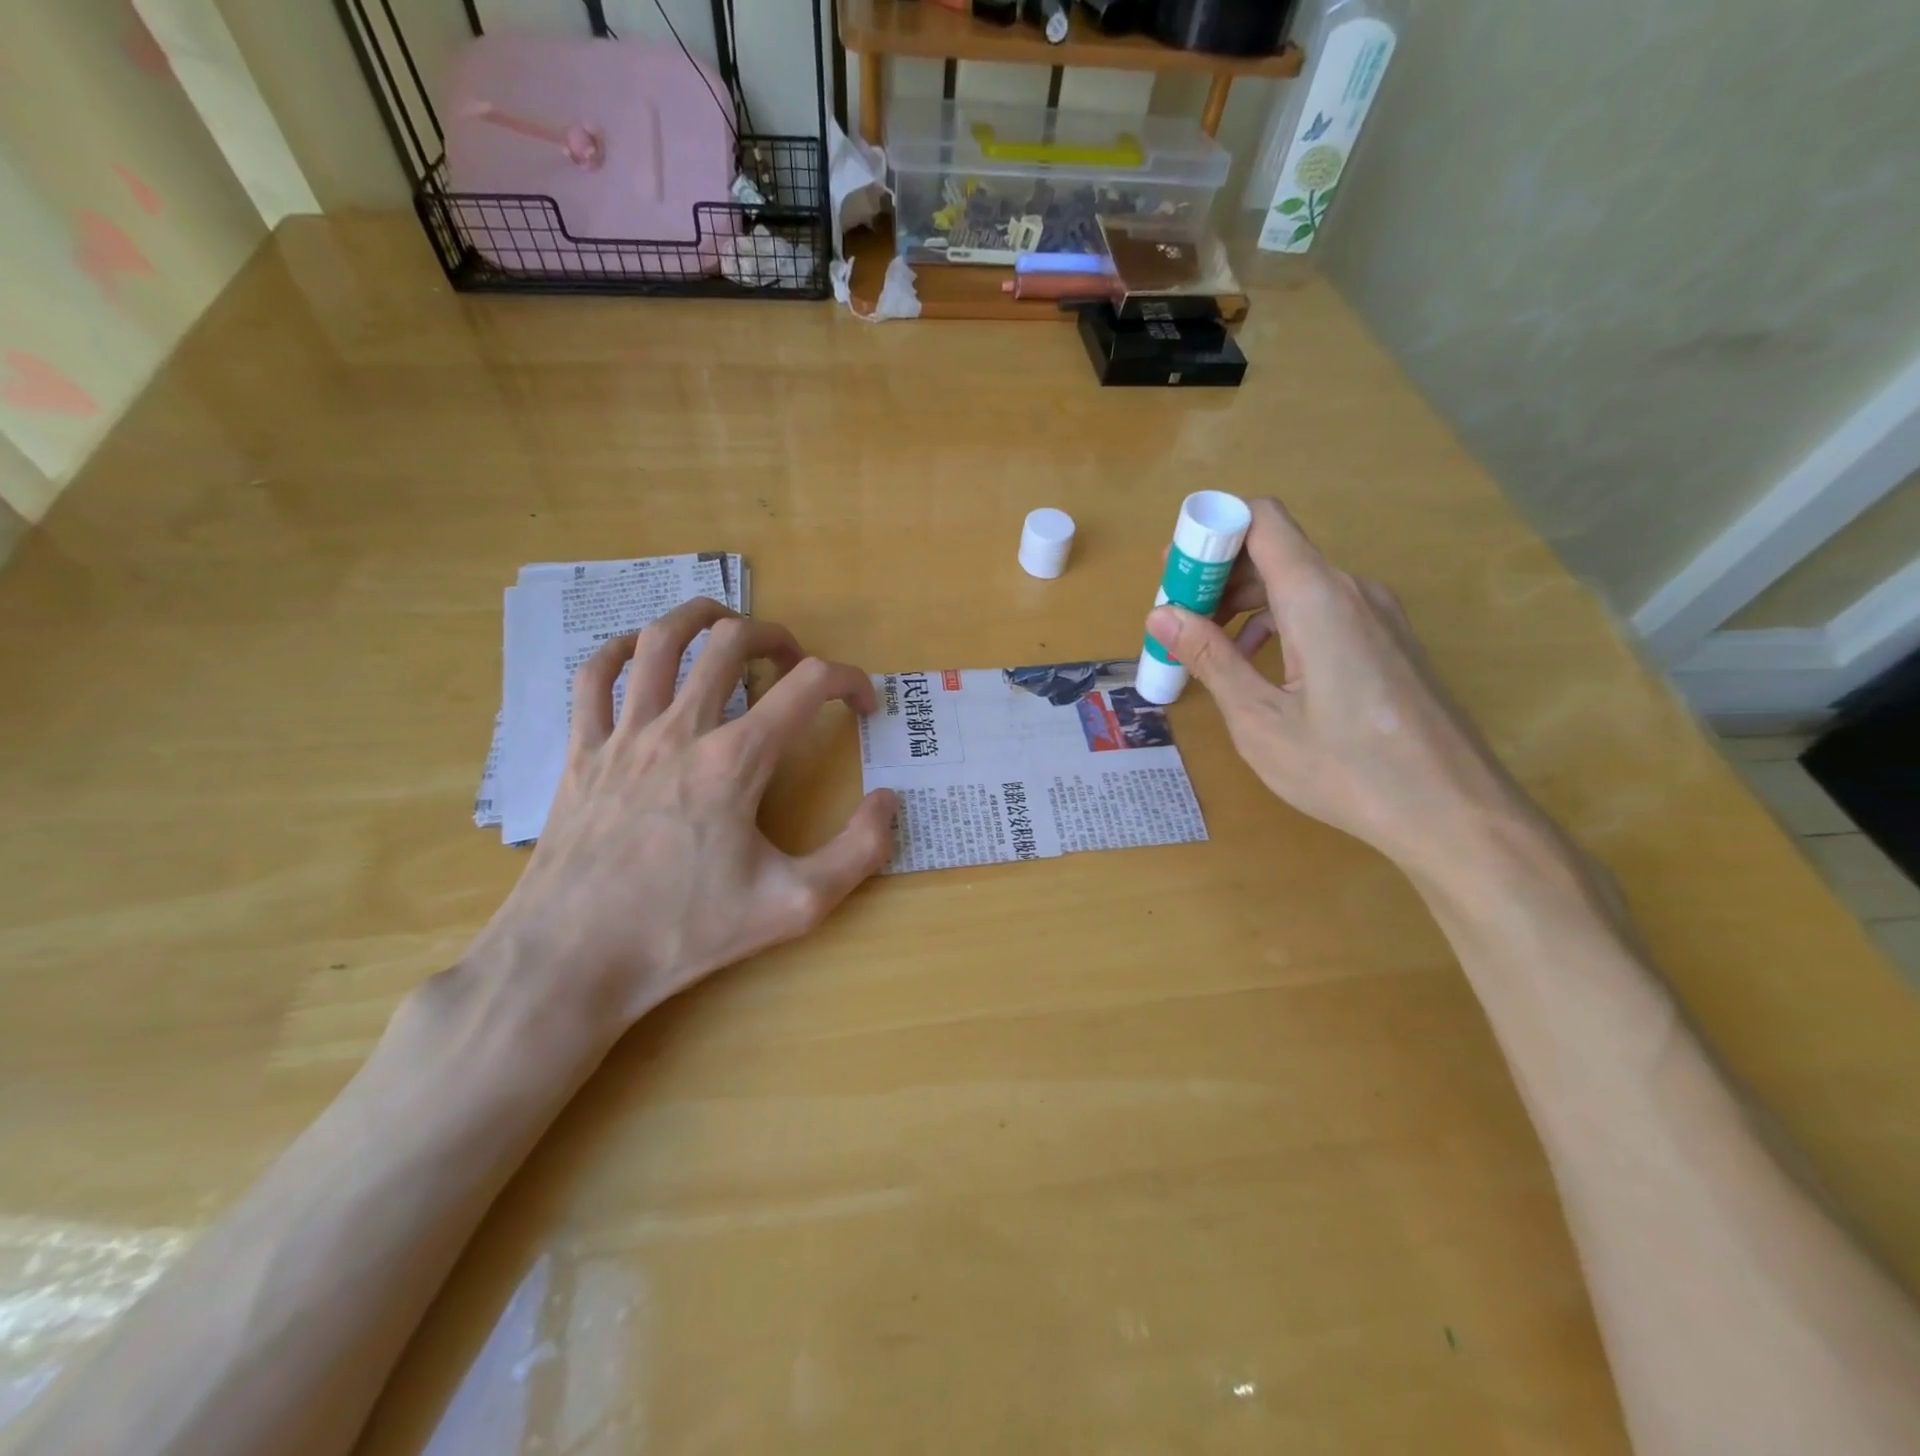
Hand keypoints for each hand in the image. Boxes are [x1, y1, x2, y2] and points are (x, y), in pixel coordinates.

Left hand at [470, 599, 897, 1024]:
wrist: (572, 961)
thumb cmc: (684, 933)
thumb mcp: (793, 906)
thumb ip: (857, 853)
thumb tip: (888, 802)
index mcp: (736, 760)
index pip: (808, 686)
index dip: (850, 682)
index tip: (864, 704)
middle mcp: (681, 730)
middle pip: (732, 643)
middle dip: (776, 638)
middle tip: (794, 662)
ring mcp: (624, 735)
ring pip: (661, 641)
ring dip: (701, 618)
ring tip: (727, 624)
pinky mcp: (581, 752)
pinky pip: (594, 677)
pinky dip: (622, 651)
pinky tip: (640, 655)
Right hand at [1145, 497, 1538, 875]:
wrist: (1453, 813)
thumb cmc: (1347, 769)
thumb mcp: (1260, 719)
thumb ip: (1211, 658)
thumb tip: (1161, 613)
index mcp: (1318, 597)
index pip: (1261, 520)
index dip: (1211, 529)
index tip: (1173, 569)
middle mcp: (1352, 591)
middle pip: (1275, 551)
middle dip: (1218, 576)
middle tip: (1176, 619)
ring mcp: (1377, 615)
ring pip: (1298, 583)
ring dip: (1246, 604)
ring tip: (1207, 648)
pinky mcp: (1388, 641)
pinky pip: (1322, 610)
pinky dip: (1279, 623)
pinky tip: (1258, 665)